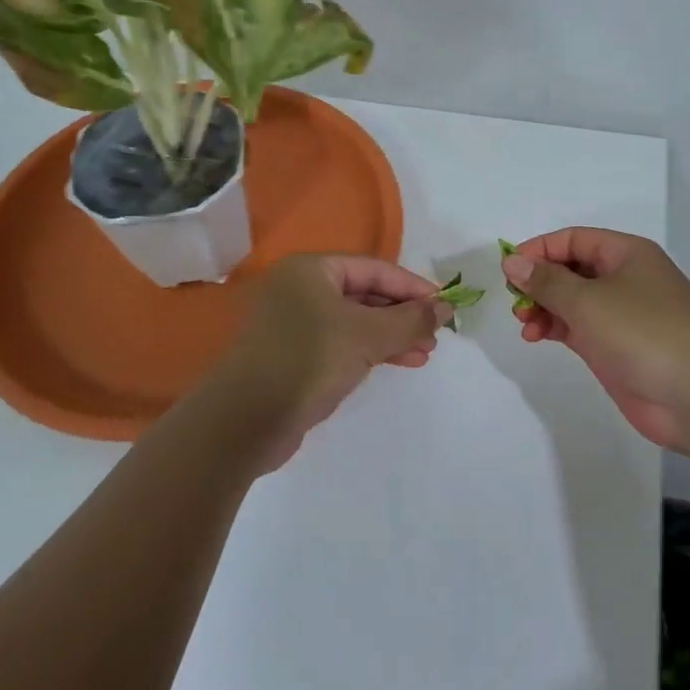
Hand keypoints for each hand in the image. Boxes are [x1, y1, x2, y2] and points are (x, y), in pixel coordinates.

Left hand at [207, 254, 448, 470]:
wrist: (244, 421)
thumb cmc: (307, 361)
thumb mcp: (367, 336)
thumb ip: (410, 320)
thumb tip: (445, 308)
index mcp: (311, 270)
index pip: (374, 268)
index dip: (412, 287)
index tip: (445, 306)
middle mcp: (299, 289)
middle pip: (364, 293)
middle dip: (402, 314)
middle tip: (436, 335)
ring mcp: (293, 323)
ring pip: (354, 321)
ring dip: (390, 335)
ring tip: (423, 354)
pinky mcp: (292, 355)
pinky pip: (340, 343)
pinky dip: (369, 350)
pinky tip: (395, 363)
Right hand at [503, 229, 689, 452]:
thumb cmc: (643, 332)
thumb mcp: (588, 300)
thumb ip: (546, 281)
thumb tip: (513, 262)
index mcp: (626, 254)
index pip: (573, 239)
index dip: (539, 250)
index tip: (509, 270)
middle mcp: (624, 278)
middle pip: (571, 268)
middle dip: (539, 281)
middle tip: (515, 301)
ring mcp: (621, 315)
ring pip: (572, 300)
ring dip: (544, 307)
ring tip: (524, 324)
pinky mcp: (616, 347)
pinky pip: (578, 327)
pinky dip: (555, 327)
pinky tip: (536, 336)